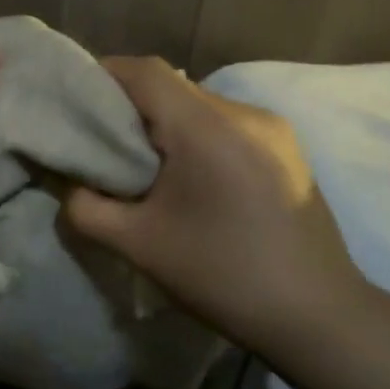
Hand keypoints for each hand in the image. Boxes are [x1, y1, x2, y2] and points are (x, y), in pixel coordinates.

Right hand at [65, 58, 369, 346]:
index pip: (144, 71)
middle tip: (98, 140)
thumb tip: (71, 186)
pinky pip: (224, 124)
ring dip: (163, 123)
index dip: (103, 75)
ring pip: (198, 105)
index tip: (73, 100)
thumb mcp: (137, 245)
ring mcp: (273, 129)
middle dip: (129, 105)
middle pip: (171, 86)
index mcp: (206, 127)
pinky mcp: (286, 150)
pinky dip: (193, 136)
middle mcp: (244, 114)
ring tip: (139, 163)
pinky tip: (184, 177)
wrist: (318, 317)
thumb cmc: (222, 275)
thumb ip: (86, 208)